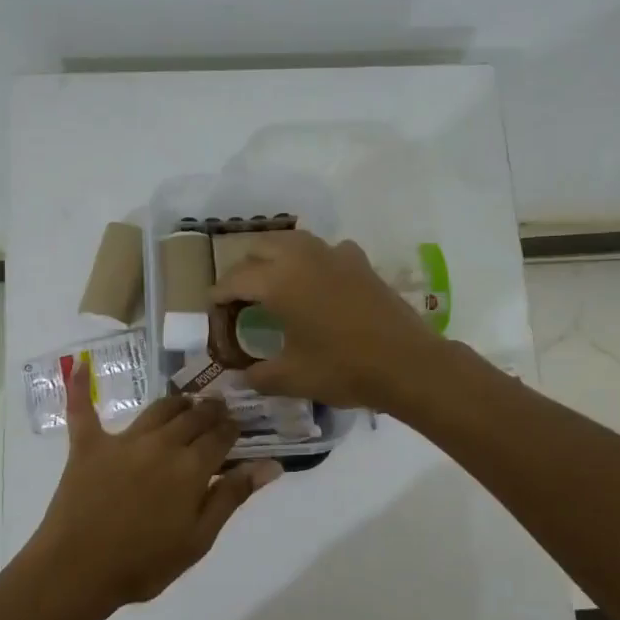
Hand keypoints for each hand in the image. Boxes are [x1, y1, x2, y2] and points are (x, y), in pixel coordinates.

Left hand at [32, 363, 281, 607]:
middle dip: (210, 411)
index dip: (233, 428)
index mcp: (191, 467)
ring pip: (157, 409)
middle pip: (192, 417)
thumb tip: (271, 464)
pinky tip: (81, 366)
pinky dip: (81, 388)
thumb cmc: (145, 563)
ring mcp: (123, 441)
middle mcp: (161, 443)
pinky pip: (84, 410)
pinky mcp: (88, 446)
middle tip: (217, 410)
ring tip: (186, 402)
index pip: (221, 436)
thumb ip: (232, 496)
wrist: (78, 571)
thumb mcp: (199, 538)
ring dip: (176, 402)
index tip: (238, 426)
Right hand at [210, 231, 441, 411]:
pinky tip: (315, 281)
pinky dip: (310, 260)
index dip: (219, 295)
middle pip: (260, 248)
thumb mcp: (292, 378)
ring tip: (271, 282)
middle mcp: (302, 258)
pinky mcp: (359, 262)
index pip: (236, 280)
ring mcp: (334, 255)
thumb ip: (259, 375)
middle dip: (244, 268)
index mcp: (278, 282)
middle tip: (239, 296)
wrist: (407, 364)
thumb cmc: (343, 369)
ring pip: (292, 241)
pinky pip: (324, 250)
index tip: (212, 308)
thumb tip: (241, 376)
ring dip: (274, 256)